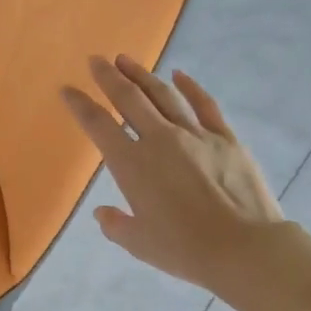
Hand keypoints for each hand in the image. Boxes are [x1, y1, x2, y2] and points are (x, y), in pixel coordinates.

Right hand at [60, 55, 282, 292]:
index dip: (80, 105)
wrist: (243, 248)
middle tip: (96, 60)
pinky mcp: (225, 138)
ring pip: (163, 95)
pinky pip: (204, 105)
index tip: (67, 89)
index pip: (98, 126)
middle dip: (108, 77)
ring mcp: (195, 134)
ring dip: (142, 75)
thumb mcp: (140, 243)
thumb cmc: (185, 250)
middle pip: (129, 99)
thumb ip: (115, 225)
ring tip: (126, 60)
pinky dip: (190, 87)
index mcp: (132, 165)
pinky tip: (179, 75)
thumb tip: (103, 213)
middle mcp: (159, 140)